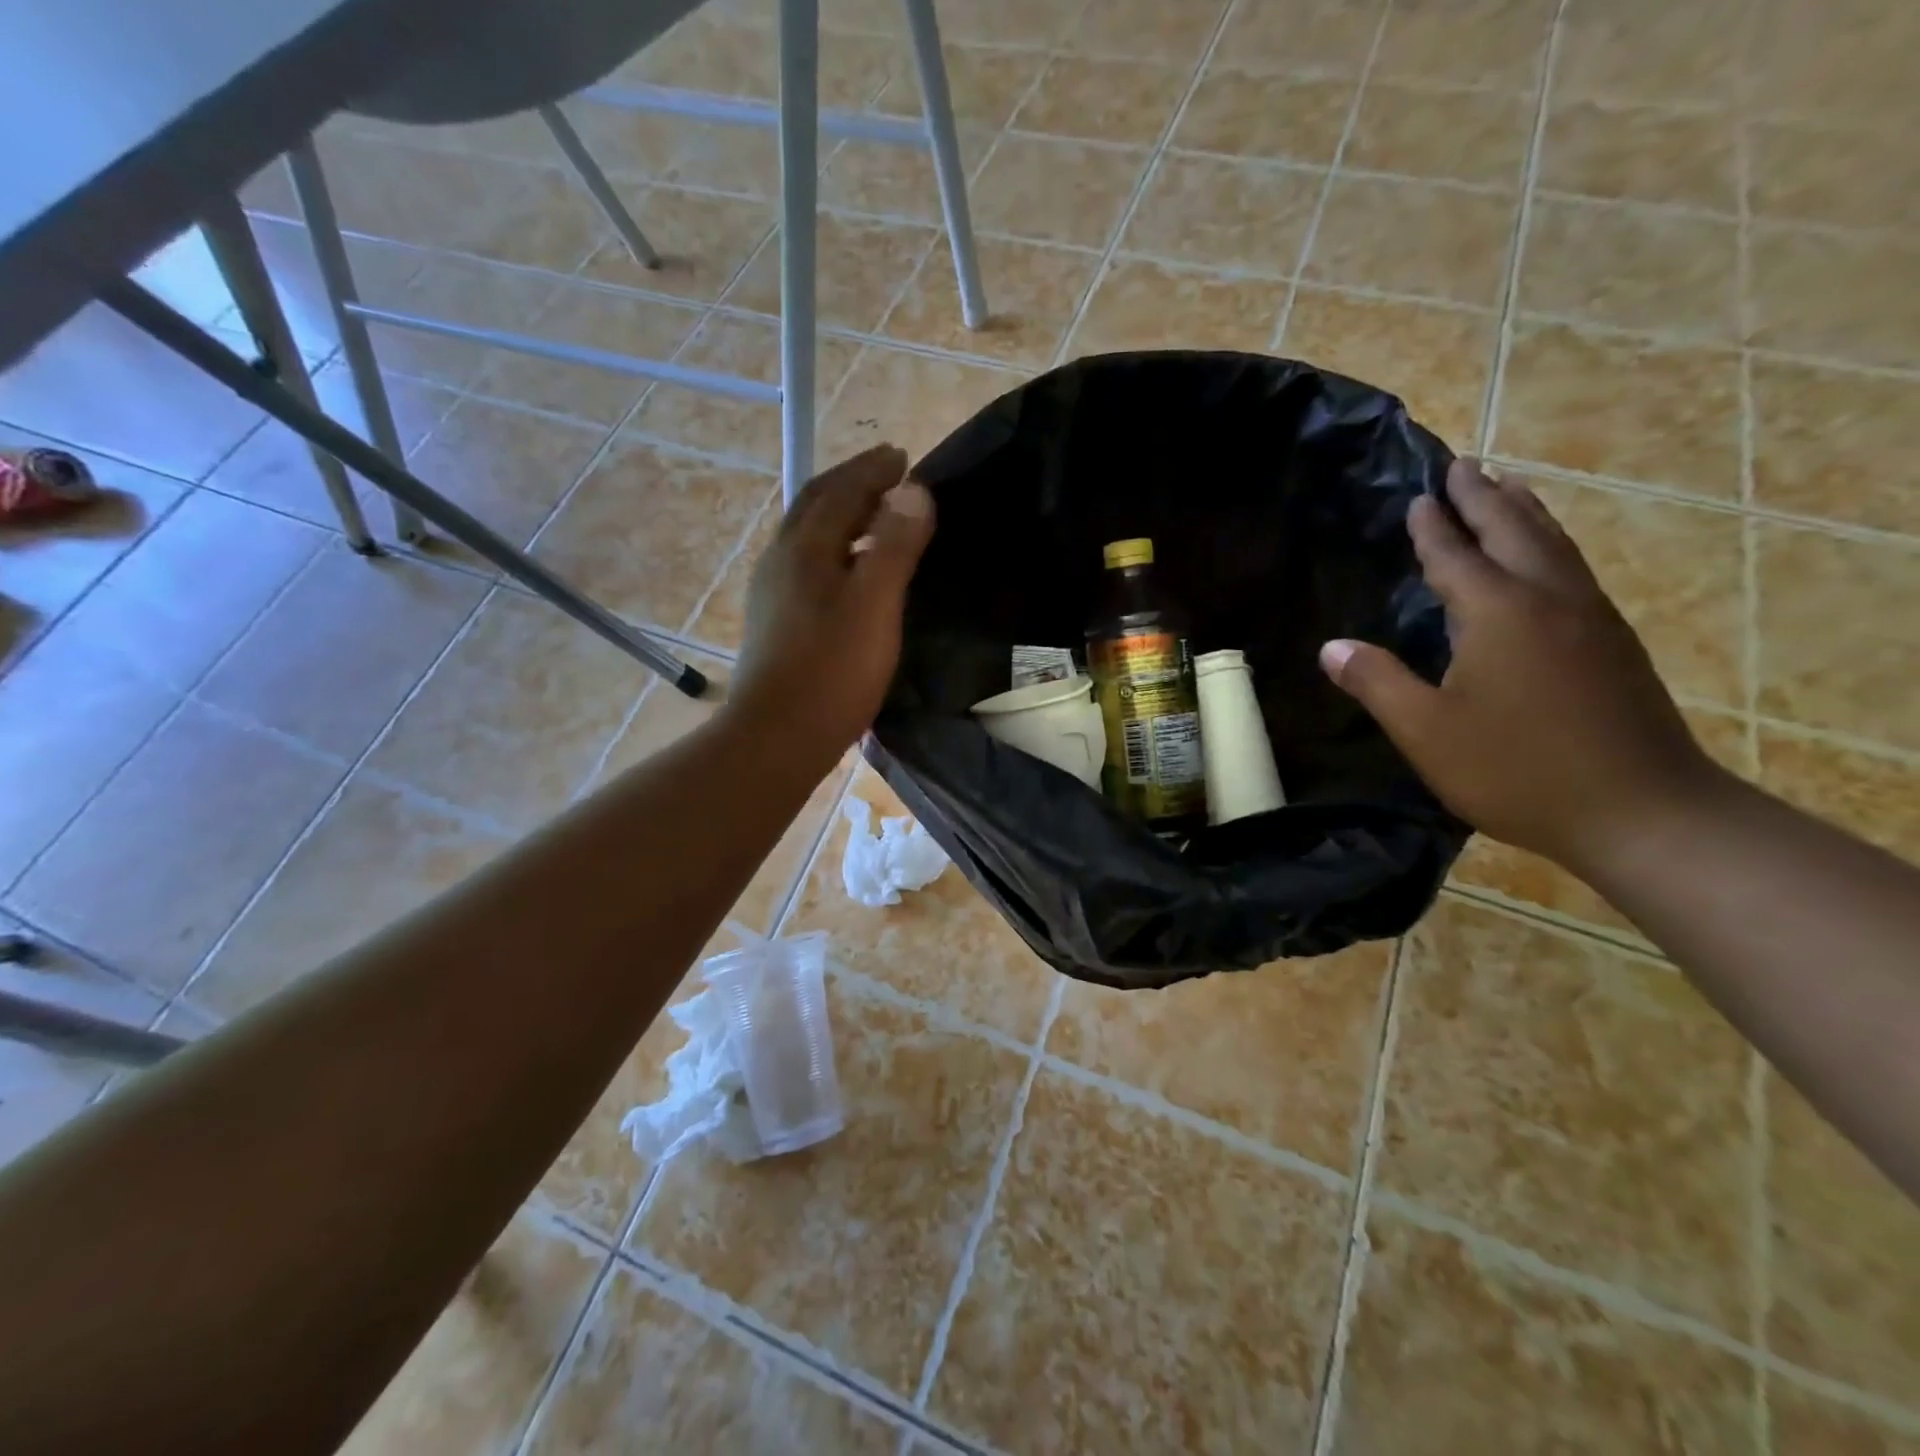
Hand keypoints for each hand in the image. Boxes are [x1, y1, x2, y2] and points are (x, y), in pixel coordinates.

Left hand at [727, 444, 934, 762]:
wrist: (777, 735)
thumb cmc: (832, 670)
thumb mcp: (874, 604)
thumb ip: (894, 545)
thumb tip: (914, 491)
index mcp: (805, 547)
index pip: (840, 490)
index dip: (872, 470)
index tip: (901, 455)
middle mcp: (781, 559)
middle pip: (815, 504)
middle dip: (851, 482)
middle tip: (886, 473)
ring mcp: (772, 591)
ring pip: (807, 535)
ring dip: (839, 514)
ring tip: (872, 515)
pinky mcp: (773, 621)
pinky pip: (805, 563)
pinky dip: (831, 547)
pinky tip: (846, 571)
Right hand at [1320, 459, 1719, 874]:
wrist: (1643, 811)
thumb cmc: (1517, 769)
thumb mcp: (1426, 731)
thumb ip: (1376, 682)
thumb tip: (1330, 647)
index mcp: (1498, 612)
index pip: (1456, 555)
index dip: (1434, 526)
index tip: (1420, 495)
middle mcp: (1549, 599)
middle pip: (1514, 530)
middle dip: (1484, 497)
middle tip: (1464, 465)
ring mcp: (1591, 618)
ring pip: (1554, 545)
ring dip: (1524, 512)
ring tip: (1507, 488)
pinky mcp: (1614, 643)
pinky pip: (1572, 569)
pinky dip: (1549, 544)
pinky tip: (1544, 557)